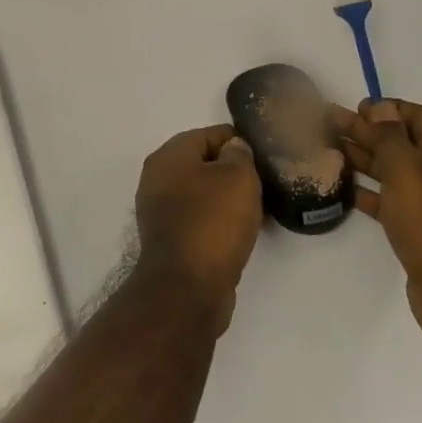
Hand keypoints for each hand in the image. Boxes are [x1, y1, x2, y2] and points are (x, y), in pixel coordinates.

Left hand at [134, 124, 263, 333]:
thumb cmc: (213, 222)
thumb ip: (239, 155)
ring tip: (259, 208)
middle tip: (264, 182)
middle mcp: (157, 179)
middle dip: (233, 171)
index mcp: (168, 156)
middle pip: (203, 164)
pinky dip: (219, 221)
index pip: (208, 134)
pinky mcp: (170, 239)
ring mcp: (160, 211)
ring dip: (227, 199)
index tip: (263, 155)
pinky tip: (242, 231)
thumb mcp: (238, 177)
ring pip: (202, 193)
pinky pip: (200, 219)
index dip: (238, 141)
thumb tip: (234, 149)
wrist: (187, 288)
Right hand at [332, 99, 421, 345]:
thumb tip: (381, 108)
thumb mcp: (409, 170)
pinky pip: (390, 200)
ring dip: (363, 158)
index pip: (419, 116)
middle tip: (328, 123)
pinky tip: (343, 188)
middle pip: (401, 142)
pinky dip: (367, 191)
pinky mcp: (419, 229)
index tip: (355, 107)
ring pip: (393, 171)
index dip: (388, 108)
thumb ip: (391, 136)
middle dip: (367, 131)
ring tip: (328, 149)